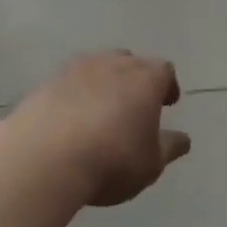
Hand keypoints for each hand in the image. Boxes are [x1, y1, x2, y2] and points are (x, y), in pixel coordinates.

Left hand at [8, 52, 189, 206]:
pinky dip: (74, 96)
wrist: (44, 158)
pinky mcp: (44, 84)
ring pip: (95, 68)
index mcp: (145, 79)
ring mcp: (74, 70)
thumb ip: (168, 148)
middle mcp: (111, 64)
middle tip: (135, 104)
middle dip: (134, 80)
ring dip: (102, 84)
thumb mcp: (150, 164)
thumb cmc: (112, 160)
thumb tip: (182, 140)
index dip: (168, 86)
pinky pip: (67, 84)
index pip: (164, 71)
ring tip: (101, 110)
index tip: (168, 102)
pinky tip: (71, 120)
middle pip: (129, 62)